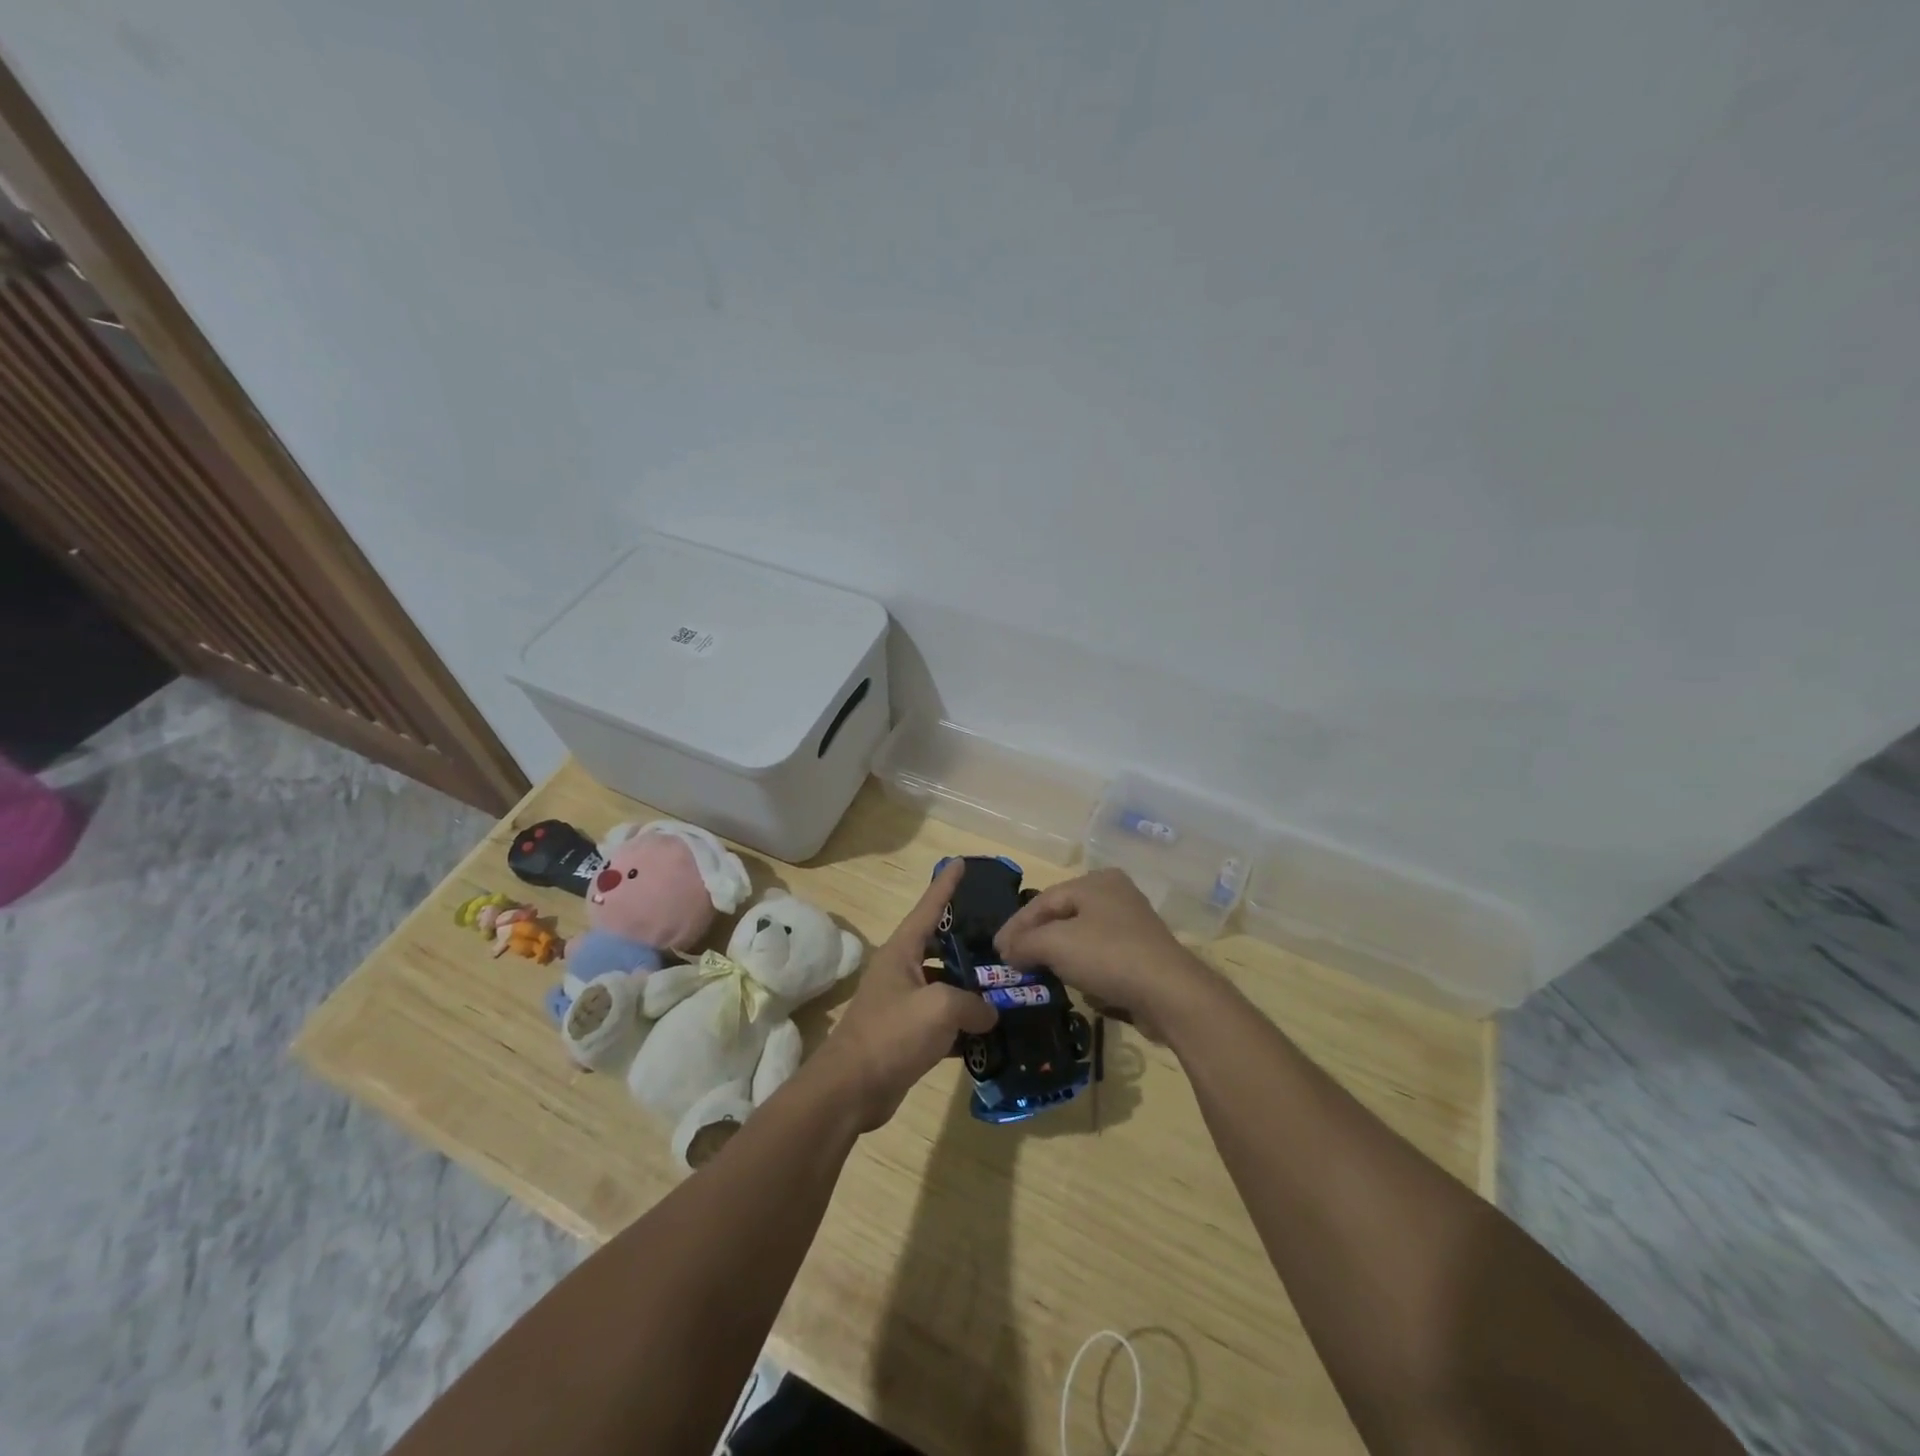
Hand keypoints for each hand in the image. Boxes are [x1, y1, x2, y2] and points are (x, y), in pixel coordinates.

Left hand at [806, 862, 996, 1131]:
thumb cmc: (892, 1034)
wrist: (851, 1090)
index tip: (963, 862)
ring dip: (971, 986)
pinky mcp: (908, 1034)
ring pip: (945, 984)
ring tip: (1007, 982)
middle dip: (970, 940)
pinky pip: (943, 1019)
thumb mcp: (940, 1008)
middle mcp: (901, 970)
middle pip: (941, 945)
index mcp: (902, 950)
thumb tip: (989, 1013)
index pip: (929, 907)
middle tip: (1003, 935)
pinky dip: (964, 1022)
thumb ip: (973, 1003)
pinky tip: (992, 1029)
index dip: (946, 885)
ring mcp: (903, 1003)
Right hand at [994, 867, 1218, 1039]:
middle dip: (1035, 938)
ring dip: (1057, 953)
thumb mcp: (1055, 945)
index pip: (1043, 900)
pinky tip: (1071, 981)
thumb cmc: (1108, 956)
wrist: (1169, 993)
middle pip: (1062, 915)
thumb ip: (1024, 943)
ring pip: (1081, 935)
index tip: (996, 950)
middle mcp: (1115, 894)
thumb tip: (1007, 951)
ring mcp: (1132, 923)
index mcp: (1095, 882)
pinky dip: (1081, 965)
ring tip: (1035, 970)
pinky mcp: (1141, 952)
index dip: (1016, 926)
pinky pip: (1100, 954)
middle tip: (1012, 959)